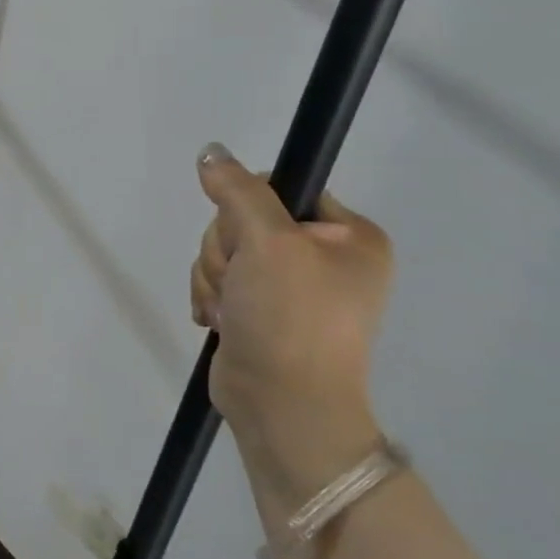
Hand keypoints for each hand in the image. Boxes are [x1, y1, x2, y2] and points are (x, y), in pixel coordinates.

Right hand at [189, 144, 393, 499]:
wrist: (283, 406)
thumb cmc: (290, 318)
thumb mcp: (268, 242)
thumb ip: (238, 191)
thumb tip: (211, 152)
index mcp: (349, 237)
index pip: (280, 188)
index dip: (247, 208)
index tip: (248, 239)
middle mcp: (322, 258)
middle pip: (242, 221)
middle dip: (225, 251)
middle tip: (240, 283)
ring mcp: (289, 287)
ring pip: (223, 252)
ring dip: (214, 278)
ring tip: (230, 311)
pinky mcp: (259, 311)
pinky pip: (218, 280)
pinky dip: (211, 297)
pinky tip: (220, 320)